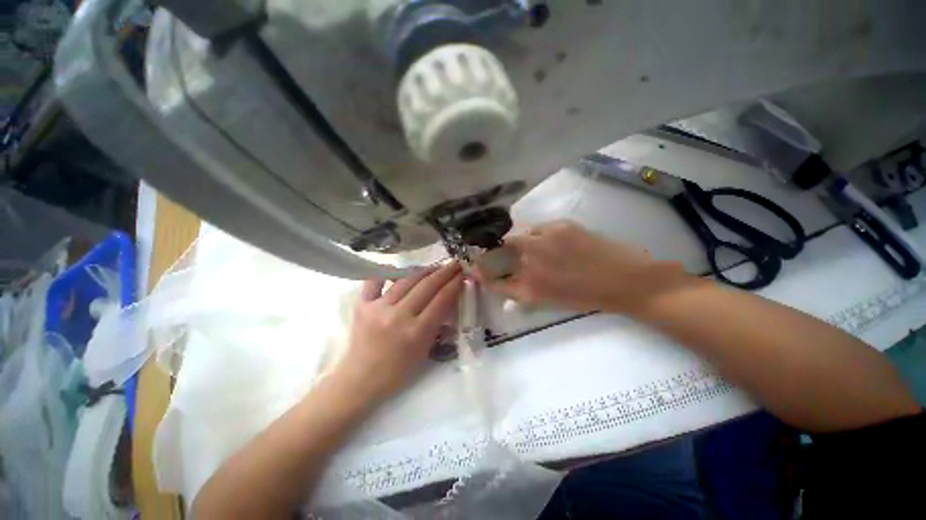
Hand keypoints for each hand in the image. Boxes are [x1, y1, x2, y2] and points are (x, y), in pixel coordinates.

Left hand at [336, 263, 464, 401]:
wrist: (359, 381)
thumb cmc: (397, 372)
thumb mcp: (425, 350)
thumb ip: (437, 323)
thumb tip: (448, 299)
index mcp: (417, 332)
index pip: (442, 299)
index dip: (455, 283)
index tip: (463, 273)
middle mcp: (398, 316)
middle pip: (427, 286)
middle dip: (444, 272)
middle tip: (455, 264)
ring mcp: (378, 308)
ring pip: (406, 280)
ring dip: (424, 270)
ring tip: (435, 266)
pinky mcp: (362, 305)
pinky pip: (375, 281)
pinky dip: (387, 273)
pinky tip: (399, 269)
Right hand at [475, 220, 685, 312]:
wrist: (626, 281)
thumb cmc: (587, 297)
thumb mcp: (550, 301)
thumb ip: (525, 291)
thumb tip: (509, 284)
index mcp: (529, 289)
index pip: (494, 281)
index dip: (482, 274)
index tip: (476, 268)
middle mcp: (530, 264)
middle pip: (500, 251)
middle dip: (495, 251)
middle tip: (501, 251)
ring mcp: (544, 243)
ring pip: (517, 236)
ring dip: (519, 240)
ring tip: (532, 245)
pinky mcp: (559, 227)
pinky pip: (538, 227)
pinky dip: (538, 233)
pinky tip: (552, 240)